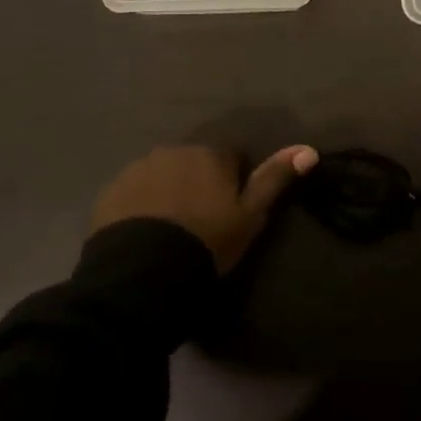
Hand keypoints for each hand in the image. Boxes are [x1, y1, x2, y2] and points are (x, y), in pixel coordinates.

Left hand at [89, 144, 317, 271]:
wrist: (144, 272)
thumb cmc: (207, 242)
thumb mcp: (250, 216)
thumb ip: (275, 179)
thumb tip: (308, 149)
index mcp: (210, 154)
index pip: (230, 157)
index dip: (232, 183)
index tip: (229, 212)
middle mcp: (173, 150)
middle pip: (193, 162)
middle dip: (197, 182)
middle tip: (198, 223)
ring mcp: (138, 168)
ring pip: (162, 175)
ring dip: (168, 192)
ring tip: (169, 232)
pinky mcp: (111, 190)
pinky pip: (133, 192)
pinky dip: (140, 205)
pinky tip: (143, 235)